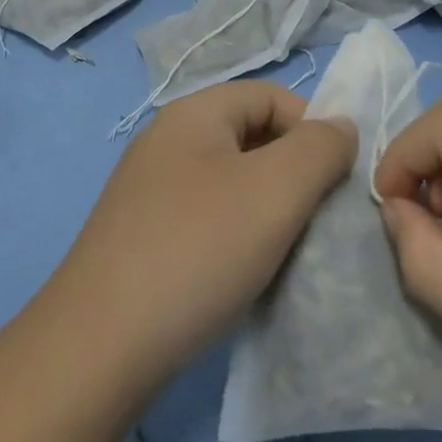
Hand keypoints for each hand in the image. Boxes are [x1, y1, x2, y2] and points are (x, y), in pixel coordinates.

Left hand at [49, 81, 355, 387]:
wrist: (101, 345)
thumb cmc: (198, 250)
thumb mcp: (276, 189)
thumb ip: (320, 148)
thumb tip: (340, 127)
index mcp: (193, 115)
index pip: (272, 96)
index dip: (313, 128)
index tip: (335, 181)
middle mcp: (166, 142)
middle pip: (251, 137)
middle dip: (293, 172)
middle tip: (314, 219)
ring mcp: (149, 191)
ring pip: (231, 182)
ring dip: (267, 209)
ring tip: (285, 250)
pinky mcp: (142, 237)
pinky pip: (207, 218)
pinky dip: (236, 236)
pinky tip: (244, 272)